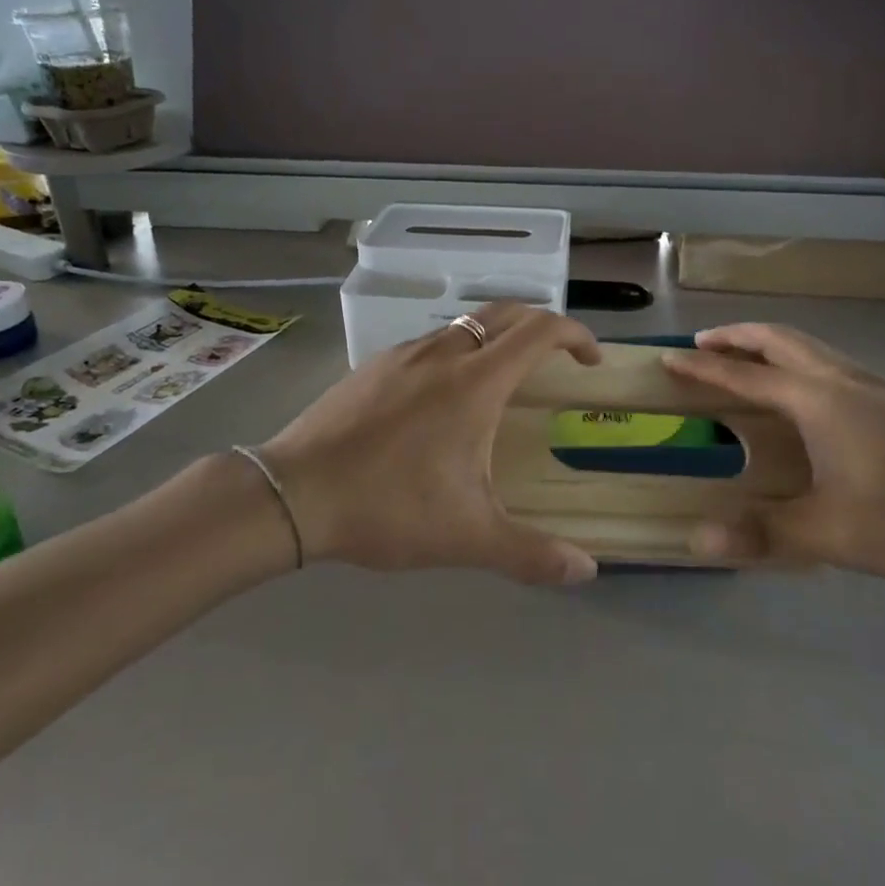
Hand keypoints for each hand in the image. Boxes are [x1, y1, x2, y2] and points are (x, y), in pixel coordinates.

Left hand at [259, 304, 602, 585]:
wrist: (293, 494)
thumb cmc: (389, 507)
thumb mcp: (467, 537)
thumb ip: (532, 555)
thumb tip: (587, 571)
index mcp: (475, 382)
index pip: (540, 330)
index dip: (575, 335)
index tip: (591, 361)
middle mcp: (442, 353)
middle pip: (505, 313)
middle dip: (540, 326)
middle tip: (556, 360)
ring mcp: (402, 355)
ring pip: (464, 324)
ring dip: (495, 338)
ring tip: (502, 381)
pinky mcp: (372, 366)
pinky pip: (429, 344)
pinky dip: (456, 352)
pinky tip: (441, 399)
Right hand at [663, 324, 884, 582]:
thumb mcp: (832, 534)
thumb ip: (763, 534)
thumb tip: (698, 539)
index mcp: (820, 402)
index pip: (745, 377)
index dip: (703, 368)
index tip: (668, 357)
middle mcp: (845, 381)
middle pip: (780, 341)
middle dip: (737, 336)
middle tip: (703, 344)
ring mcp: (878, 387)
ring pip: (811, 349)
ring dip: (770, 347)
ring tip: (746, 364)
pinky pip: (832, 364)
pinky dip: (799, 363)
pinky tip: (806, 398)